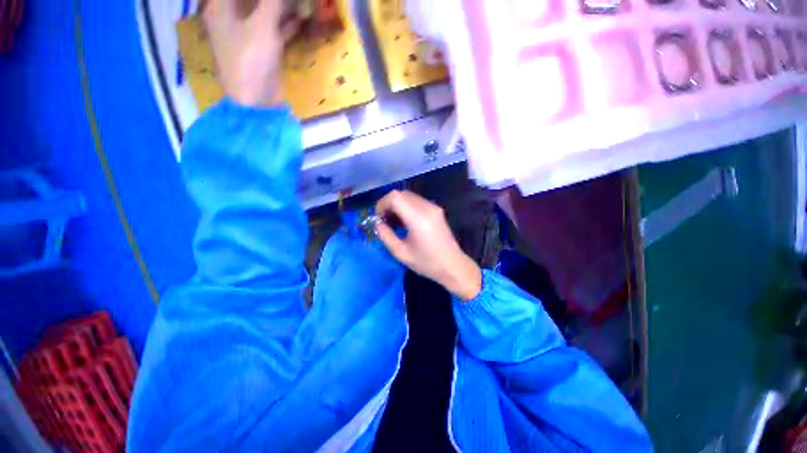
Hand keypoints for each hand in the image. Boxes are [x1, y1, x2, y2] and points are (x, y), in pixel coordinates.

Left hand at [201, 0, 298, 106]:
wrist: (256, 99)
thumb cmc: (251, 58)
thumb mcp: (262, 25)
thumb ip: (271, 2)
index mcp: (221, 7)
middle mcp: (231, 16)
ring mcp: (247, 33)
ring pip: (263, 11)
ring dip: (279, 6)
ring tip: (297, 2)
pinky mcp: (262, 48)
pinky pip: (273, 29)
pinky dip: (286, 24)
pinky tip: (301, 18)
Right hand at [375, 190, 481, 300]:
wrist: (454, 266)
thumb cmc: (427, 263)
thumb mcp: (401, 253)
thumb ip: (386, 235)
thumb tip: (377, 223)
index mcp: (418, 218)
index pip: (395, 197)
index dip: (382, 203)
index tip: (378, 217)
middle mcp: (427, 208)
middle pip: (401, 194)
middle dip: (389, 204)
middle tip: (384, 220)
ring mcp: (434, 207)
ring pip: (409, 196)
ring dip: (397, 205)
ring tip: (393, 222)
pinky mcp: (437, 210)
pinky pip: (417, 201)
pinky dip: (407, 207)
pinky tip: (405, 222)